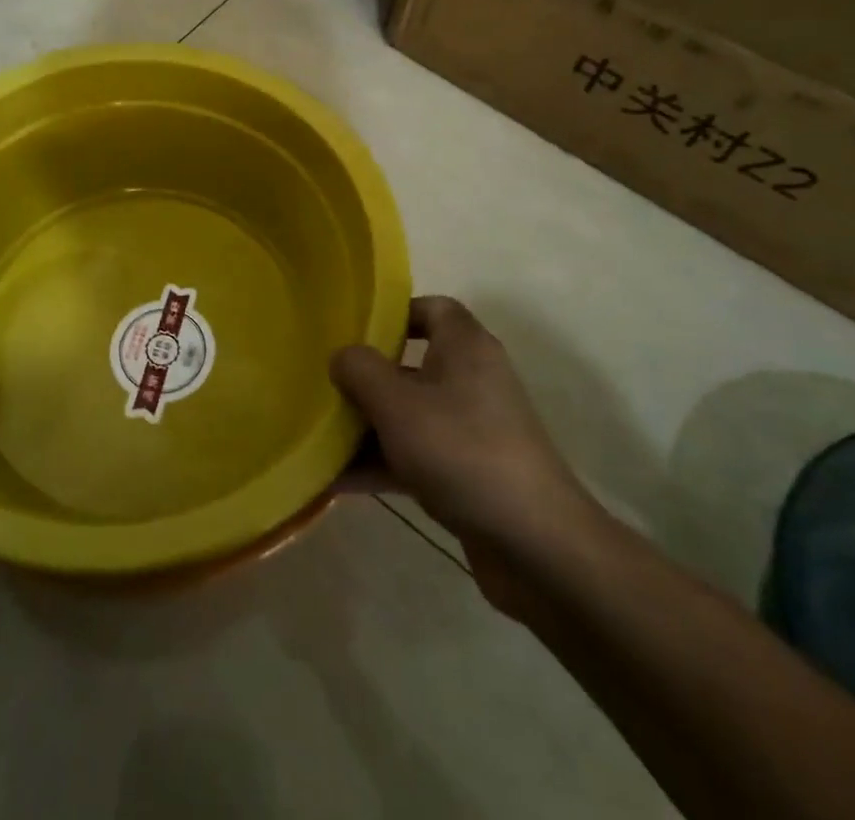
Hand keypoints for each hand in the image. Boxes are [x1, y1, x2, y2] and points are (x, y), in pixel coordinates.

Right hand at [331, 296, 603, 614]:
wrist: (537, 546)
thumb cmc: (463, 452)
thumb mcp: (397, 404)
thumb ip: (360, 370)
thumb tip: (341, 357)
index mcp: (465, 347)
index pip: (432, 308)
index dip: (393, 314)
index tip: (353, 332)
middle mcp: (471, 380)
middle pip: (411, 363)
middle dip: (366, 377)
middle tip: (324, 385)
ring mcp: (472, 429)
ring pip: (409, 414)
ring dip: (366, 426)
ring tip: (317, 437)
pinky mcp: (468, 472)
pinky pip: (416, 454)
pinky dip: (381, 462)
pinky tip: (335, 481)